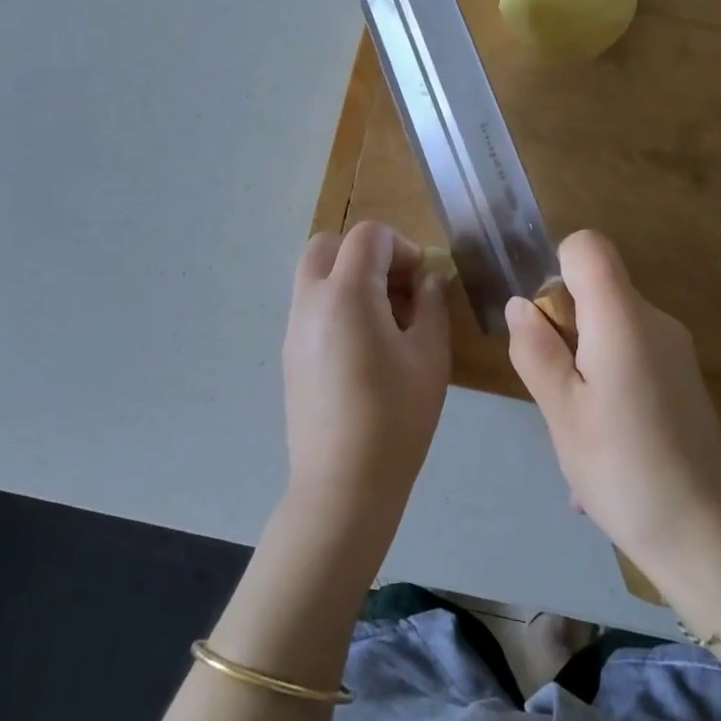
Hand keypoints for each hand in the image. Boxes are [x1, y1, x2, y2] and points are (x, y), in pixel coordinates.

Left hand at [281, 222, 450, 541]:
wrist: (343, 484)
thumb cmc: (396, 417)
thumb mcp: (430, 355)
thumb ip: (431, 305)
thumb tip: (426, 281)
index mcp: (346, 293)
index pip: (368, 236)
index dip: (402, 247)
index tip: (422, 283)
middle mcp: (310, 301)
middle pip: (329, 244)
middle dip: (367, 254)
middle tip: (398, 290)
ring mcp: (293, 328)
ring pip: (314, 275)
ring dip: (349, 278)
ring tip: (385, 321)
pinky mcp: (289, 355)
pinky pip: (310, 307)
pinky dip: (335, 304)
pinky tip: (363, 349)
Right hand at [506, 230, 720, 620]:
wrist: (710, 541)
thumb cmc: (624, 471)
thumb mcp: (561, 413)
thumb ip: (536, 350)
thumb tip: (521, 305)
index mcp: (624, 318)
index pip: (587, 246)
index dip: (557, 270)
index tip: (547, 326)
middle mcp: (655, 320)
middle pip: (596, 288)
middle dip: (563, 327)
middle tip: (559, 393)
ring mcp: (675, 349)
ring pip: (609, 326)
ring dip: (582, 361)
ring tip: (580, 427)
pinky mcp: (683, 377)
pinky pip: (630, 355)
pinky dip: (606, 379)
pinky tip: (606, 440)